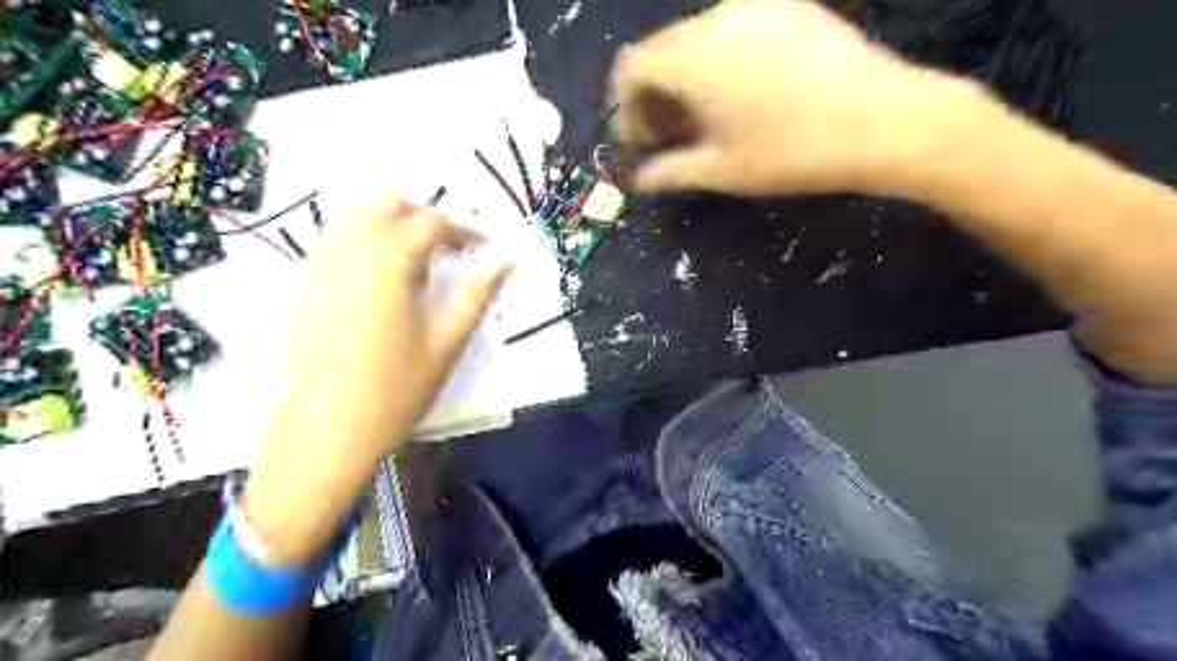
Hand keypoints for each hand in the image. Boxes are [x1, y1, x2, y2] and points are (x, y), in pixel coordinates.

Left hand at [244, 195, 510, 561]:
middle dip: (423, 216)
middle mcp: (353, 250)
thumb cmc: (398, 386)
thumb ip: (477, 294)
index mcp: (392, 260)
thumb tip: (507, 262)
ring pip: (356, 218)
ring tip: (417, 259)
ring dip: (392, 226)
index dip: (465, 232)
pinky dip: (366, 245)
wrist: (331, 426)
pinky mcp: (307, 286)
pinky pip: (338, 243)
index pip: (434, 223)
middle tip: (447, 247)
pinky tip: (381, 281)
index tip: (483, 250)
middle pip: (388, 204)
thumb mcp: (448, 341)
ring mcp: (323, 265)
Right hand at [617, 0, 985, 194]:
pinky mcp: (789, 6)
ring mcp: (757, 6)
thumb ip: (669, 171)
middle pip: (662, 50)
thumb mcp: (722, 171)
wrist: (886, 121)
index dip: (625, 107)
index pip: (632, 67)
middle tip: (669, 136)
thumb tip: (639, 179)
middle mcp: (717, 18)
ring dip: (686, 79)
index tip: (638, 141)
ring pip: (697, 40)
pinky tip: (741, 93)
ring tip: (706, 119)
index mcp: (693, 56)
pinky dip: (719, 61)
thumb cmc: (792, 153)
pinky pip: (733, 30)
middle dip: (655, 95)